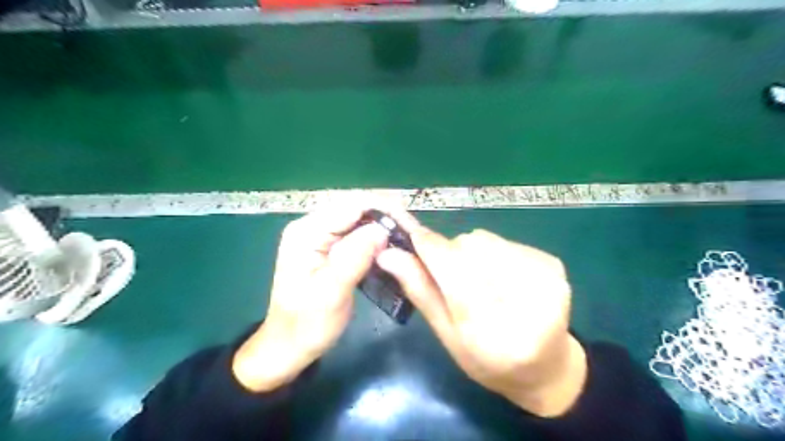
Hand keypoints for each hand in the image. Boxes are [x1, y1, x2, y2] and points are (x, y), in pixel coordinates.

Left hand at [232, 207, 392, 392]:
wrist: (290, 345)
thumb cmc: (306, 325)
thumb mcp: (331, 293)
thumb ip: (353, 257)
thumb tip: (382, 228)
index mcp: (307, 231)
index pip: (352, 205)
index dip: (384, 210)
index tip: (410, 225)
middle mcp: (313, 226)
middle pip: (357, 208)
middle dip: (386, 216)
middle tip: (413, 234)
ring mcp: (321, 235)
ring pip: (360, 219)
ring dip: (384, 227)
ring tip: (407, 239)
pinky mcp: (330, 247)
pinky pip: (358, 234)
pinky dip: (377, 239)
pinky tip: (392, 248)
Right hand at [377, 225, 584, 414]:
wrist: (546, 366)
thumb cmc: (488, 361)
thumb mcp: (447, 335)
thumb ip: (421, 291)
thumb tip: (389, 255)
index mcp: (494, 330)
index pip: (453, 269)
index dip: (427, 246)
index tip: (410, 237)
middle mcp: (526, 299)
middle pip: (468, 248)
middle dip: (450, 254)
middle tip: (450, 278)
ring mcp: (546, 277)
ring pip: (485, 240)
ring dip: (470, 252)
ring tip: (477, 279)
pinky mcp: (553, 263)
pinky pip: (505, 241)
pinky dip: (492, 252)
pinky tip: (499, 276)